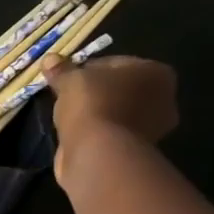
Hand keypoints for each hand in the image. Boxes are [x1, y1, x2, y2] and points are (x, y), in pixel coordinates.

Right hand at [41, 53, 178, 182]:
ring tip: (70, 117)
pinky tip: (77, 134)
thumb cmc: (92, 104)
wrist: (98, 153)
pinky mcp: (137, 150)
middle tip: (68, 97)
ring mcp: (154, 128)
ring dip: (96, 113)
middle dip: (96, 92)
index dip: (87, 69)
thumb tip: (50, 60)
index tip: (67, 79)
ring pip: (116, 112)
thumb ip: (62, 70)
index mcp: (157, 73)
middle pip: (119, 89)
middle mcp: (164, 99)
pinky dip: (97, 132)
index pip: (115, 63)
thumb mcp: (71, 80)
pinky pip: (112, 132)